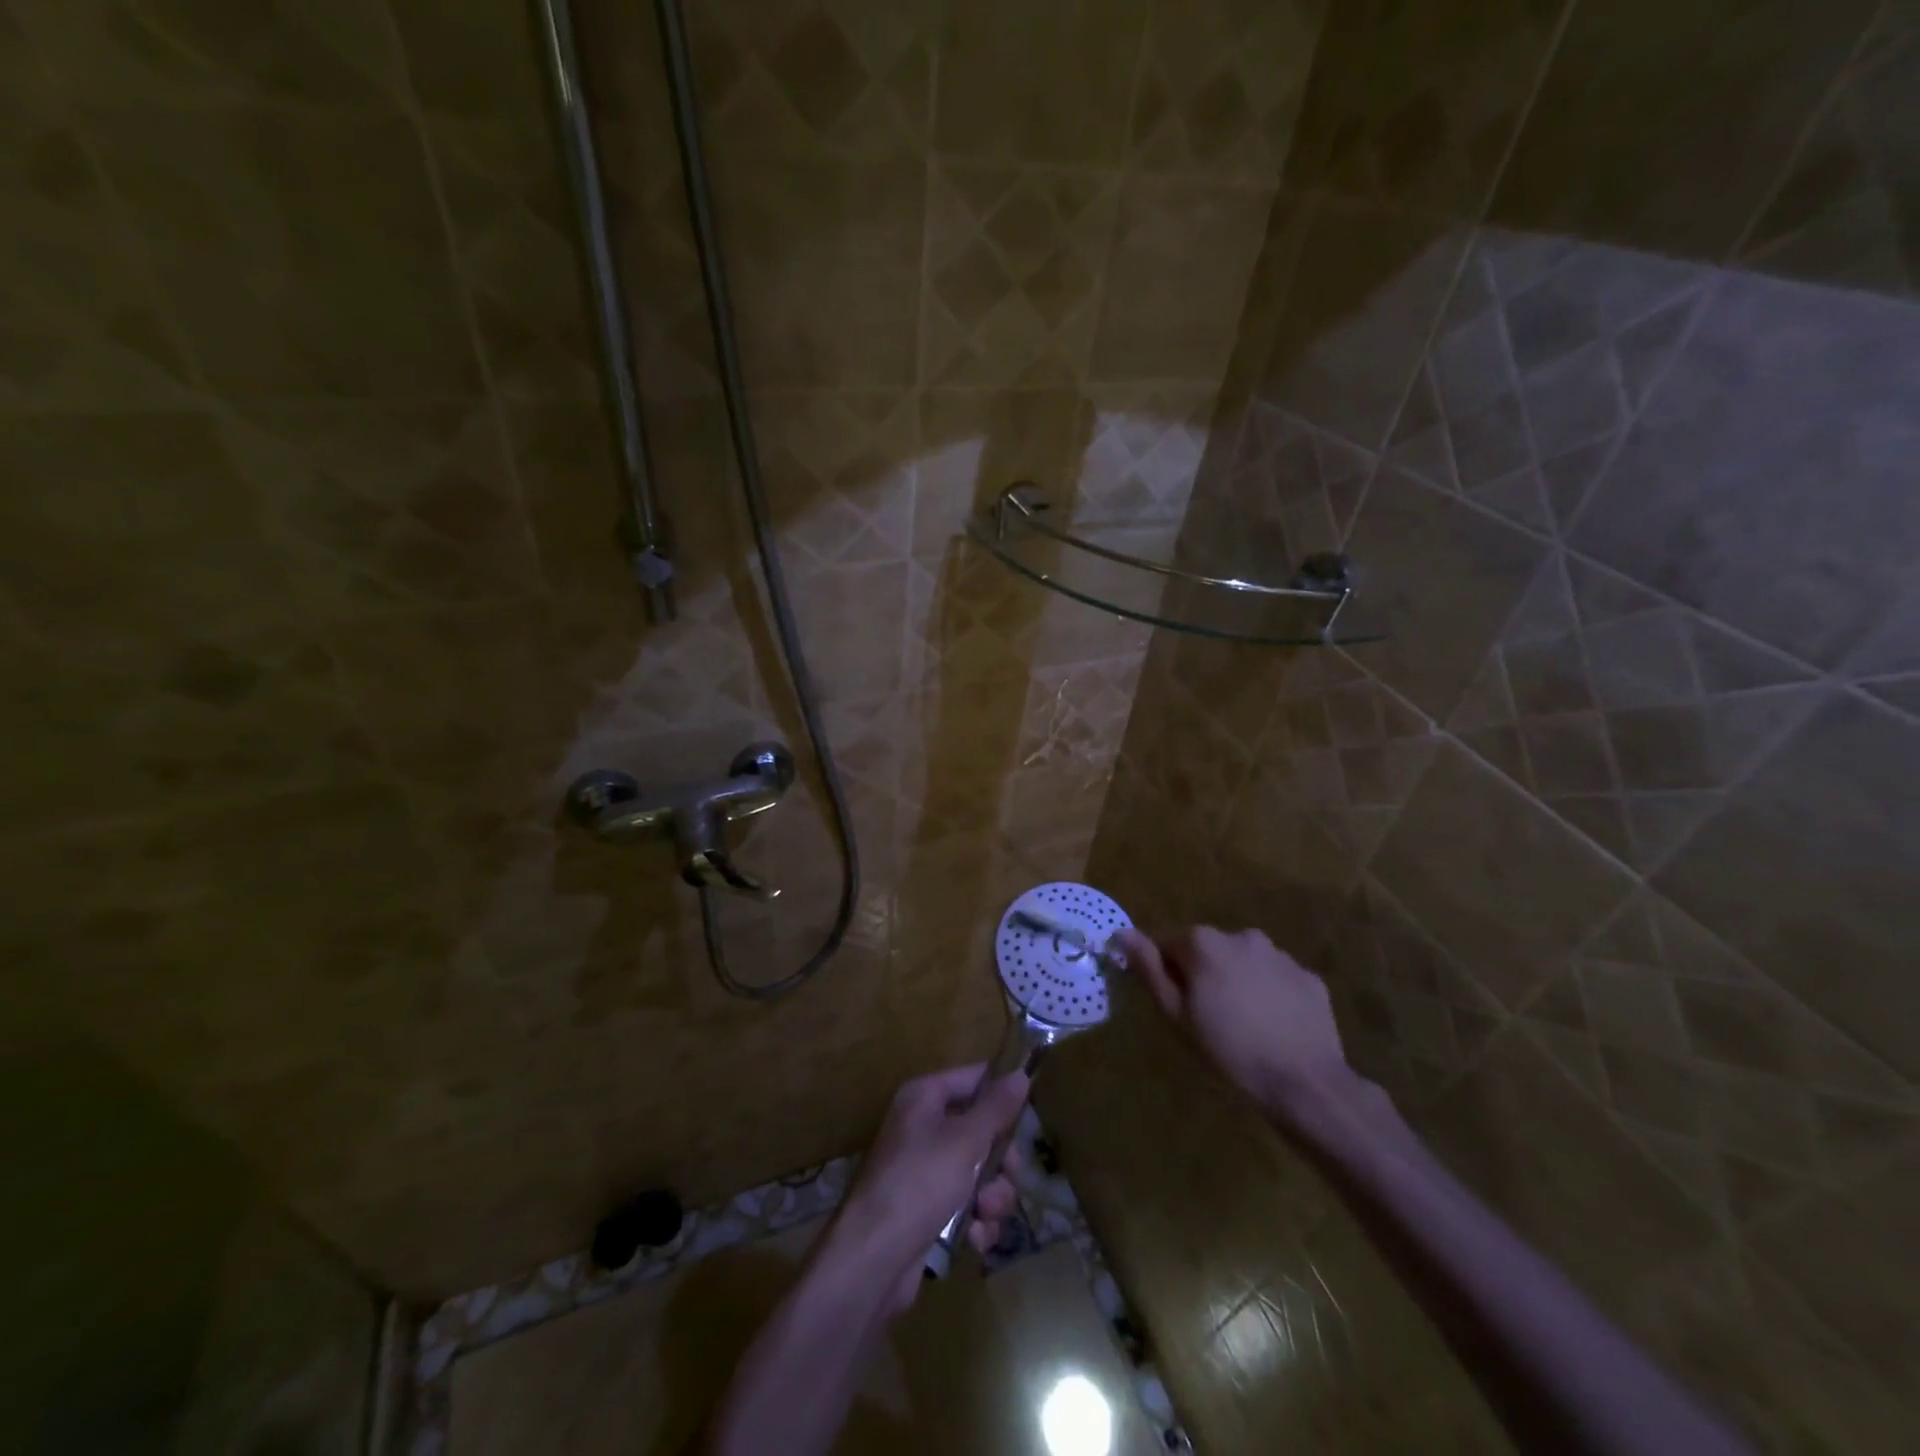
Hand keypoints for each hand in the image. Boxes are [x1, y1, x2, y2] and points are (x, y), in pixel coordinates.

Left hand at [829, 1064, 1028, 1312]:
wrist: (873, 1258)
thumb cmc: (920, 1183)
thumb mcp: (965, 1141)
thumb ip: (996, 1109)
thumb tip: (1020, 1074)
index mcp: (924, 1098)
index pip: (973, 1079)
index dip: (1001, 1095)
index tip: (1027, 1118)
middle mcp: (922, 1127)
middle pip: (980, 1130)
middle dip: (1000, 1160)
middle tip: (1009, 1176)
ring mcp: (923, 1170)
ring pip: (978, 1172)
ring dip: (991, 1197)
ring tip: (986, 1214)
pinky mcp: (926, 1210)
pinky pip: (964, 1205)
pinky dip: (975, 1222)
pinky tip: (975, 1238)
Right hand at [1114, 925, 1353, 1111]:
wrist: (1304, 1082)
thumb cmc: (1229, 1050)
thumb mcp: (1177, 1014)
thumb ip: (1149, 969)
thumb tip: (1123, 933)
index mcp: (1204, 942)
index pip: (1169, 943)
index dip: (1166, 971)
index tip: (1175, 1003)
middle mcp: (1242, 936)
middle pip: (1208, 949)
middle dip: (1203, 973)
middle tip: (1207, 1017)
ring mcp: (1280, 955)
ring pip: (1244, 961)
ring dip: (1237, 980)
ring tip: (1243, 1023)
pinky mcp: (1308, 976)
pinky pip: (1277, 978)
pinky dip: (1270, 993)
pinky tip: (1273, 1026)